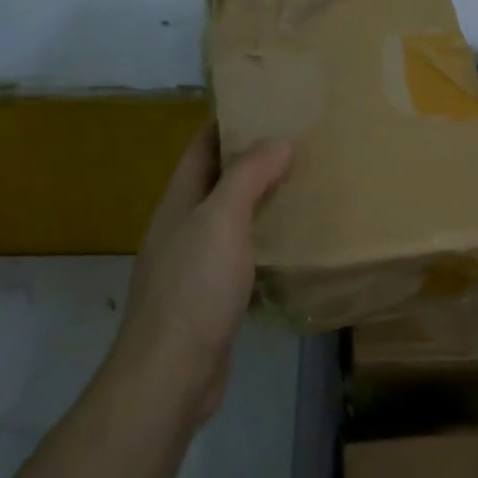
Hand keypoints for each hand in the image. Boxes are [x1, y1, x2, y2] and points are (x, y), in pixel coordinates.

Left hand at [111, 124, 293, 424]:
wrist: (170, 375)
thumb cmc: (193, 289)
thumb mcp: (221, 222)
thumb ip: (247, 178)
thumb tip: (279, 140)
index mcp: (179, 201)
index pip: (202, 146)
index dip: (229, 121)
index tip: (268, 102)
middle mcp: (184, 226)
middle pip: (219, 180)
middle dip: (254, 158)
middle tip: (301, 139)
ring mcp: (196, 263)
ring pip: (233, 218)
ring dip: (263, 199)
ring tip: (307, 181)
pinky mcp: (213, 296)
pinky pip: (244, 254)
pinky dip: (267, 240)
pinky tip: (296, 241)